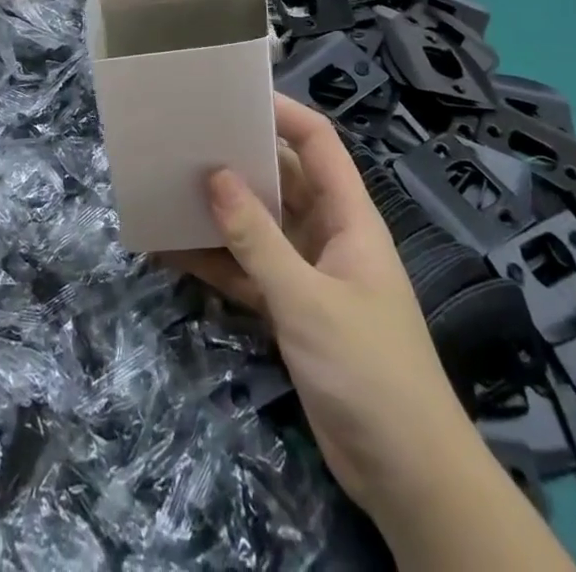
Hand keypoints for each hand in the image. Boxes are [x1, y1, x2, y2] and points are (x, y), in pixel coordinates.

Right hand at [165, 95, 465, 529]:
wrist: (406, 477)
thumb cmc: (368, 370)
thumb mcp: (307, 300)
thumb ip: (257, 239)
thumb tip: (214, 174)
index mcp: (349, 216)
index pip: (318, 143)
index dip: (283, 113)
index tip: (233, 97)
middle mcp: (328, 234)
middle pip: (282, 180)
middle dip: (239, 159)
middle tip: (186, 139)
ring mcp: (309, 274)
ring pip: (260, 226)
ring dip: (221, 213)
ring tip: (169, 187)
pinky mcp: (292, 311)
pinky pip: (248, 272)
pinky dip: (217, 263)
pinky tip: (173, 252)